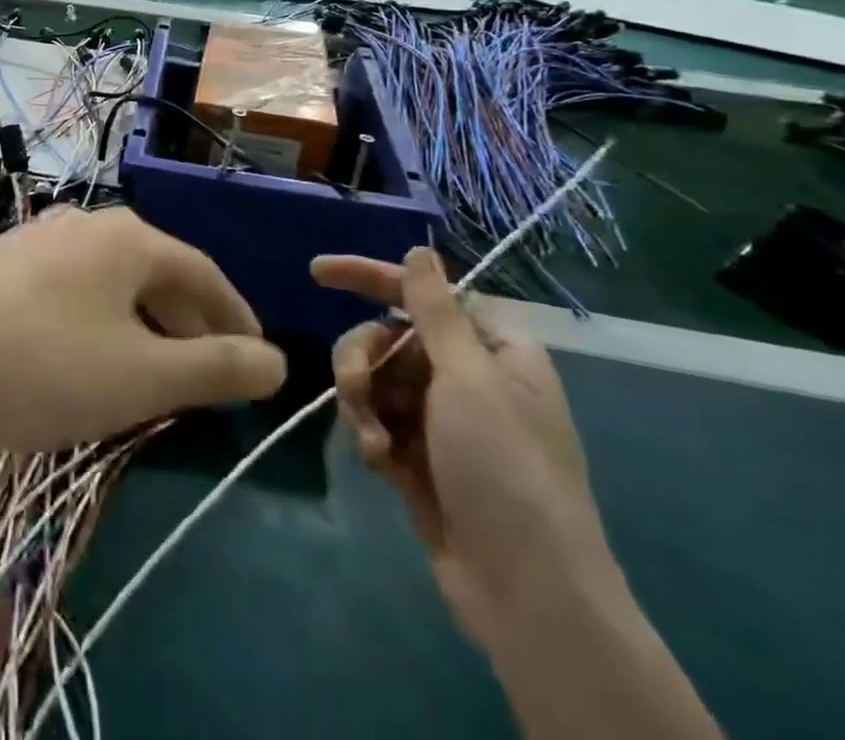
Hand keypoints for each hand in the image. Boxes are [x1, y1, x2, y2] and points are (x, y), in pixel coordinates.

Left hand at [0, 207, 286, 452]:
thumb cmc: (41, 366)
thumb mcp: (141, 377)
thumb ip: (216, 368)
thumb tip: (280, 362)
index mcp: (131, 238)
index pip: (205, 273)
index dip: (237, 318)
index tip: (258, 360)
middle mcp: (88, 225)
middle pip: (158, 273)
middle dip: (190, 325)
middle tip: (207, 377)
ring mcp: (40, 240)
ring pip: (114, 284)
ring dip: (144, 326)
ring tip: (151, 376)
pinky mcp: (4, 265)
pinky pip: (75, 291)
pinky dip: (100, 324)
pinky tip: (85, 361)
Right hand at [311, 248, 619, 648]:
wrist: (527, 594)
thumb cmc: (505, 469)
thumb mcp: (469, 378)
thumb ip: (435, 309)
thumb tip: (420, 250)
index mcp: (491, 347)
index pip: (421, 291)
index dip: (369, 276)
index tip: (317, 272)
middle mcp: (466, 375)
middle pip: (388, 335)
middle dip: (363, 357)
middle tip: (355, 386)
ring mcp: (441, 419)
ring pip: (376, 379)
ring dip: (364, 402)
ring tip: (374, 442)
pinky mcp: (420, 457)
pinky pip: (377, 420)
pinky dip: (372, 434)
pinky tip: (383, 464)